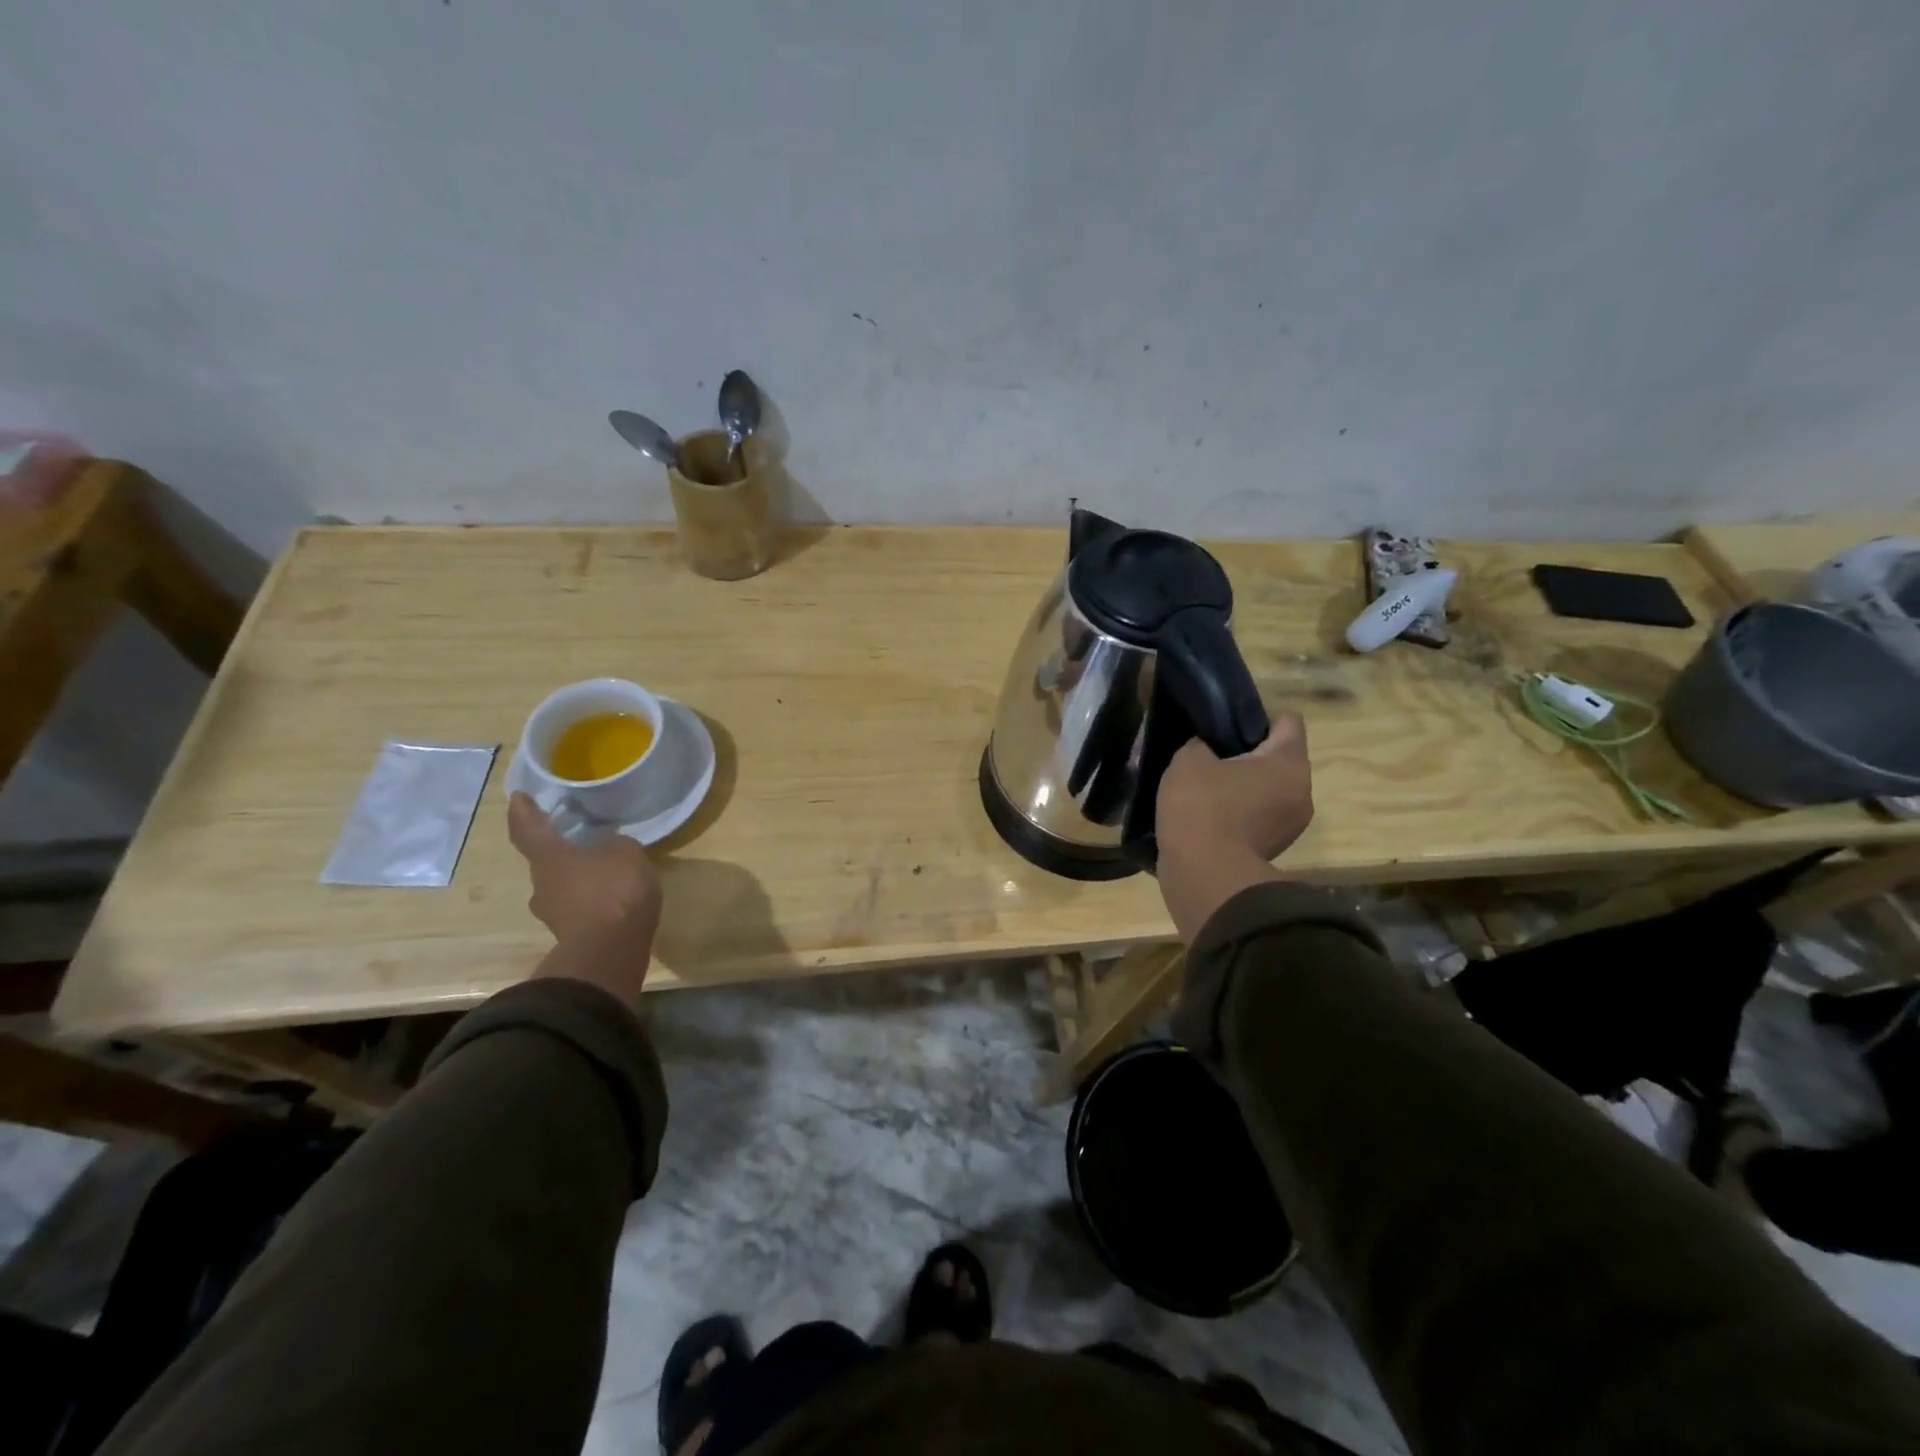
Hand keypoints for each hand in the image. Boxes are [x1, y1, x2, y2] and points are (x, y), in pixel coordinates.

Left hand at [508, 792, 661, 1001]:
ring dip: (579, 879)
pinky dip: (592, 901)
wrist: (610, 951)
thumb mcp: (627, 853)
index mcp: (549, 857)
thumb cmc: (614, 891)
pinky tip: (613, 899)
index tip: (518, 797)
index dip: (523, 811)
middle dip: (562, 851)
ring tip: (606, 873)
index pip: (528, 828)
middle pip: (546, 861)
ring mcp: (553, 914)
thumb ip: (615, 845)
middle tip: (582, 841)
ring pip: (562, 887)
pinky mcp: (570, 935)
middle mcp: (541, 884)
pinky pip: (579, 909)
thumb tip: (608, 848)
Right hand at [1154, 711, 1313, 942]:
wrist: (1204, 876)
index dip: (1255, 714)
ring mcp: (1291, 825)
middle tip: (1209, 754)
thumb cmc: (1202, 807)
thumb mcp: (1188, 759)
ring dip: (1241, 785)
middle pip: (1278, 757)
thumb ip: (1200, 744)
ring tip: (1204, 787)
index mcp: (1289, 762)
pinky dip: (1237, 811)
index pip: (1287, 720)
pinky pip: (1257, 816)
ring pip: (1267, 789)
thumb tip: (1206, 750)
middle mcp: (1302, 791)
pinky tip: (1206, 814)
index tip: (1224, 724)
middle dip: (1246, 753)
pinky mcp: (1273, 849)